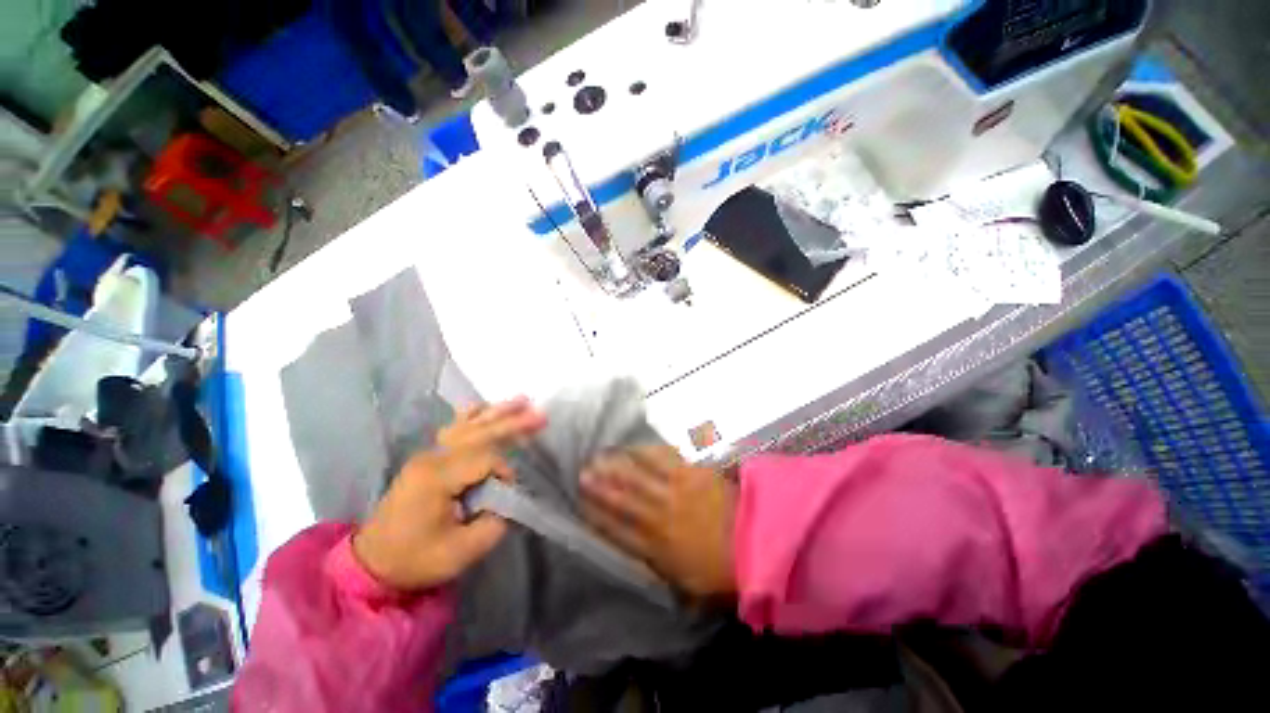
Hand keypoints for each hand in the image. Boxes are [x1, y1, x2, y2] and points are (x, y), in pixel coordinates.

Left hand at [352, 398, 545, 591]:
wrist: (373, 563)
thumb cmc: (415, 559)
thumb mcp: (460, 552)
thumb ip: (493, 522)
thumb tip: (506, 498)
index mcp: (437, 477)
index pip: (485, 459)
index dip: (505, 472)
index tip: (507, 494)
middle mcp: (432, 457)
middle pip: (480, 433)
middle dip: (513, 424)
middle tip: (541, 416)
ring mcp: (428, 454)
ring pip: (469, 425)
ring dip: (498, 413)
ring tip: (522, 400)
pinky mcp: (429, 458)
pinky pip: (454, 428)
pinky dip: (472, 415)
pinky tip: (484, 406)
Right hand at [581, 446, 737, 597]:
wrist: (756, 541)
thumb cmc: (722, 570)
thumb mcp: (688, 587)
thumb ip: (662, 571)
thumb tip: (643, 560)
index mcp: (656, 549)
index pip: (617, 532)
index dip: (596, 517)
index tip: (580, 506)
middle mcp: (659, 517)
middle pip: (623, 499)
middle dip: (600, 486)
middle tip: (581, 473)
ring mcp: (674, 491)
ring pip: (639, 476)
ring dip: (617, 465)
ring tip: (600, 455)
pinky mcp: (690, 473)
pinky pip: (663, 459)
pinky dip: (646, 452)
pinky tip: (635, 446)